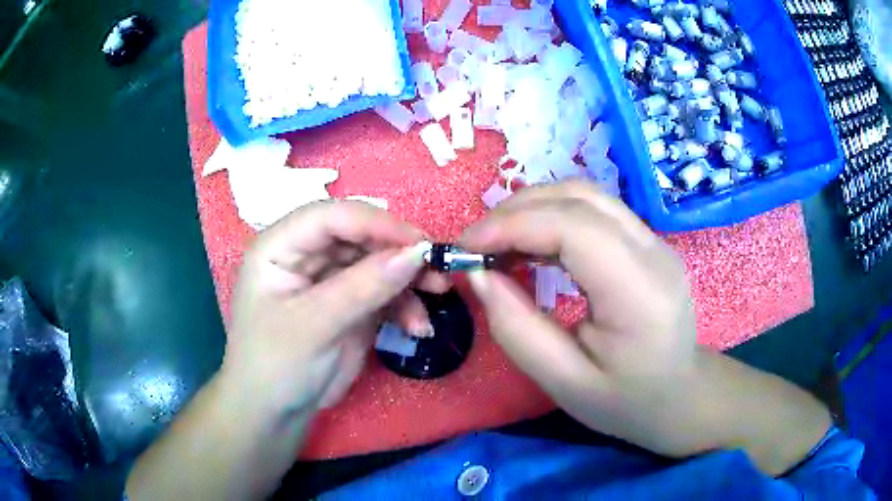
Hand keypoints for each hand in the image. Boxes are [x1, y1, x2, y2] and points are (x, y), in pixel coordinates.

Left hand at [223, 200, 446, 417]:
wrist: (275, 414)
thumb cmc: (275, 366)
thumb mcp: (314, 326)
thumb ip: (363, 287)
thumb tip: (418, 253)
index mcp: (280, 247)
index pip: (330, 217)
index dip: (375, 222)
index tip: (420, 242)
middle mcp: (306, 256)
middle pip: (359, 236)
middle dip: (399, 251)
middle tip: (437, 268)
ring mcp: (330, 280)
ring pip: (377, 263)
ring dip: (409, 279)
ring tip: (438, 295)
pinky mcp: (350, 305)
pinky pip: (384, 293)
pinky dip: (404, 306)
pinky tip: (418, 327)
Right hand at [461, 180, 698, 453]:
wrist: (678, 396)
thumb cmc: (624, 401)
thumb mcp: (564, 382)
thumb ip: (517, 329)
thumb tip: (479, 275)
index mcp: (640, 293)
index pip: (574, 227)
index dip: (513, 225)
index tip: (466, 247)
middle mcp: (654, 252)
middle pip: (579, 198)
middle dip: (516, 211)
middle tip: (476, 245)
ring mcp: (655, 241)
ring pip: (586, 196)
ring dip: (533, 207)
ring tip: (498, 242)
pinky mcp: (647, 241)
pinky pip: (595, 210)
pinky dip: (553, 216)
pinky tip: (532, 244)